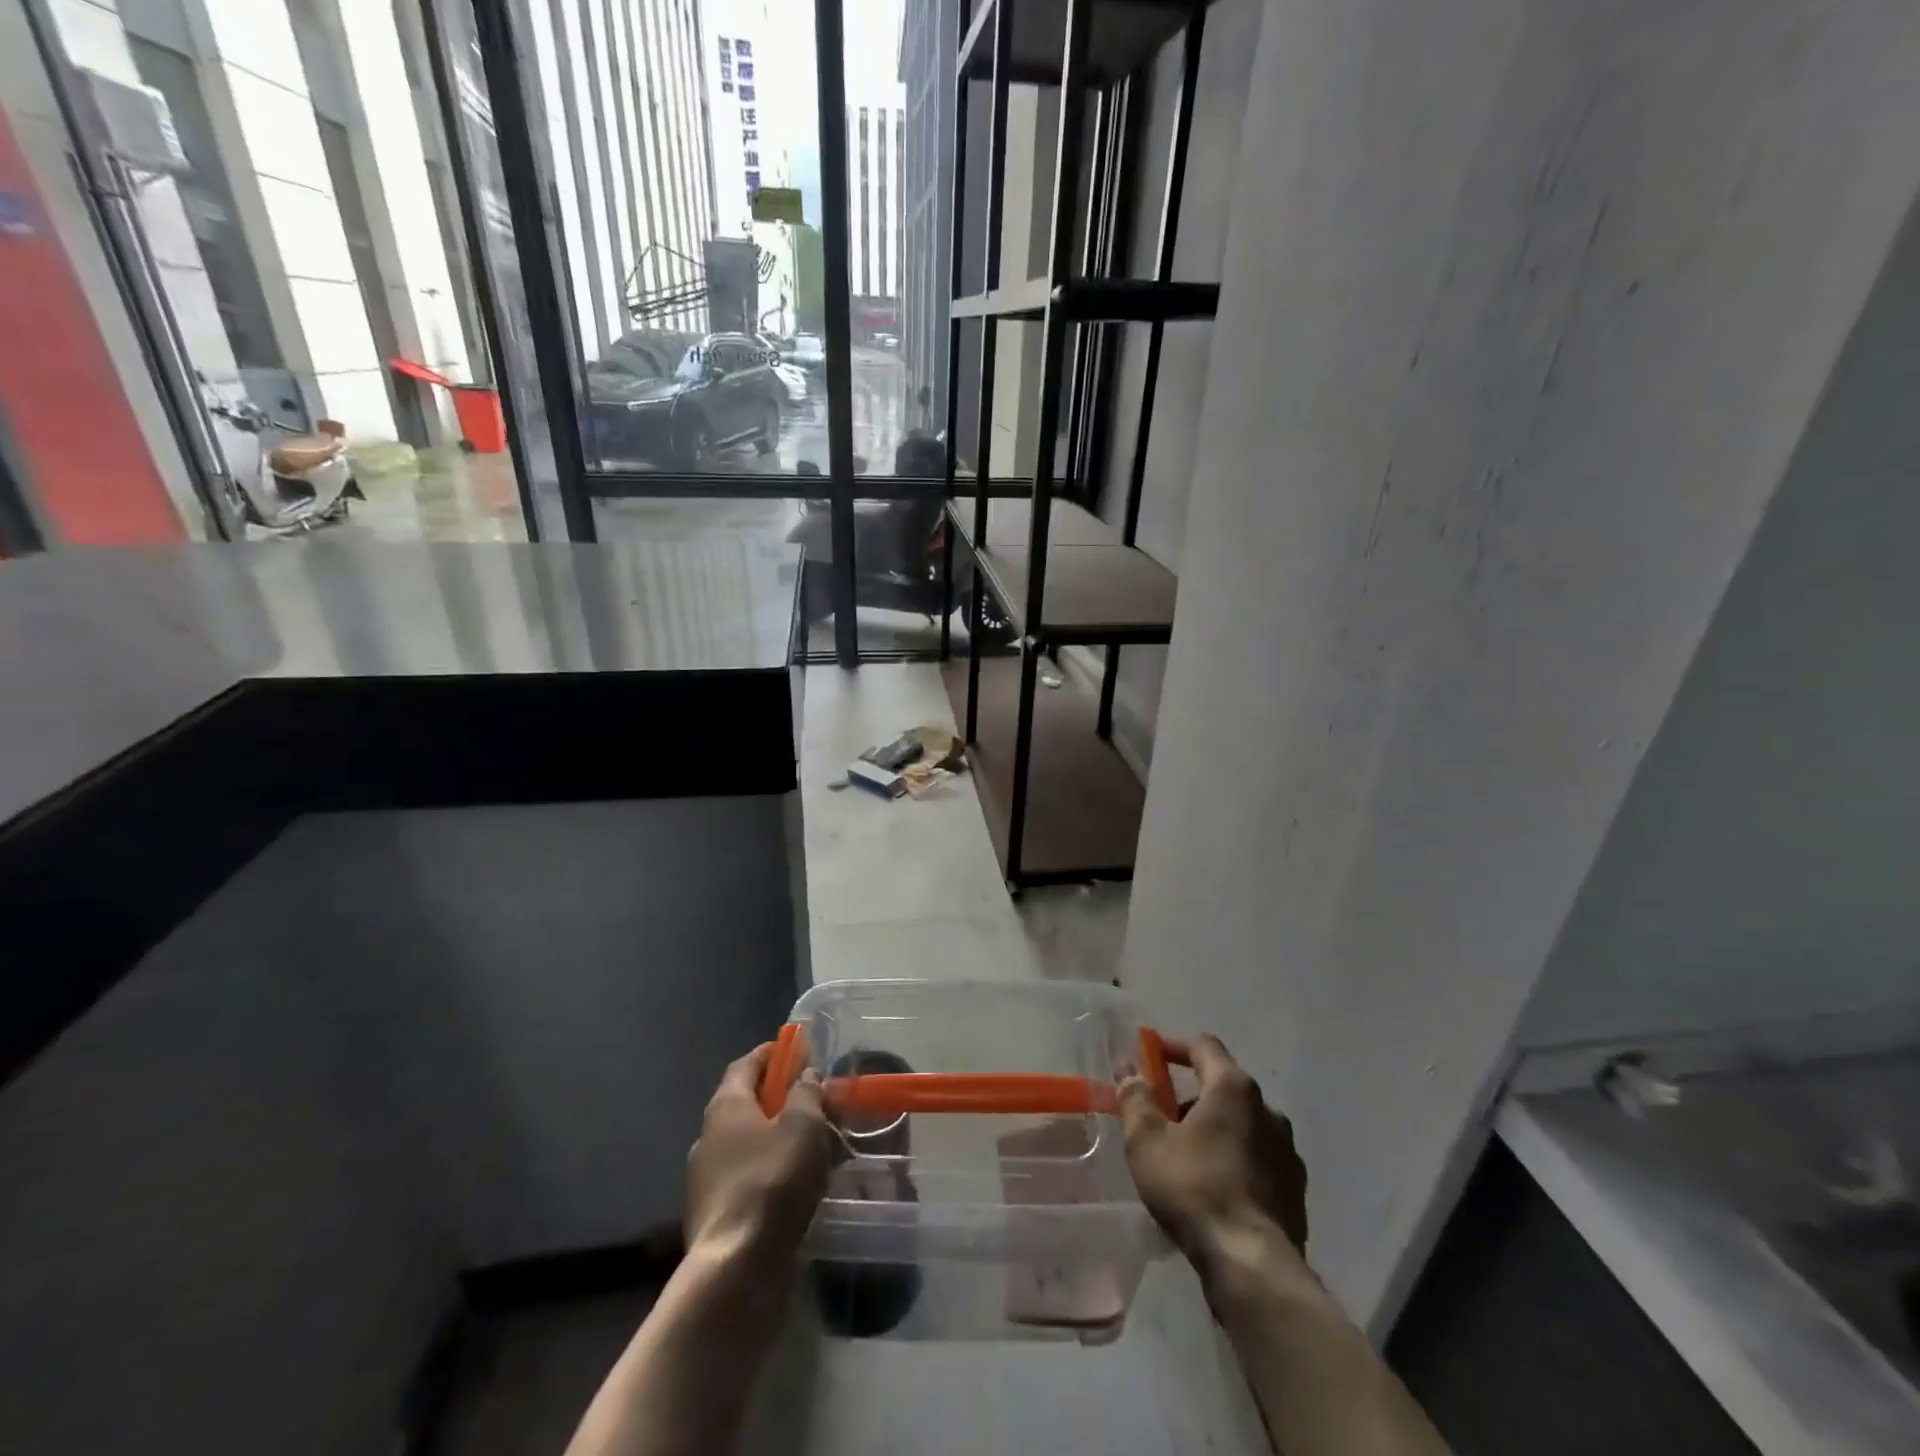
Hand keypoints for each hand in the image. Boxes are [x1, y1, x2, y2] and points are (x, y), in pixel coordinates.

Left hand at [685, 1043, 834, 1271]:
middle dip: (775, 1097)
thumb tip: (806, 1075)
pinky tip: (793, 1186)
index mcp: (725, 1106)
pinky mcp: (711, 1216)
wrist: (737, 1267)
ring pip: (744, 1144)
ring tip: (808, 1146)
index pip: (745, 1065)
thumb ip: (807, 1093)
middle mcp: (707, 1136)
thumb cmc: (773, 1180)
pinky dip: (767, 1172)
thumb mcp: (804, 1125)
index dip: (770, 1054)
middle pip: (742, 1103)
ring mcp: (704, 1179)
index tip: (794, 1048)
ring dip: (773, 1138)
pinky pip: (744, 1178)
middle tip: (809, 1098)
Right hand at [1119, 1035, 1308, 1271]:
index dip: (1175, 1046)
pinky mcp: (1296, 1189)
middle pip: (1224, 1086)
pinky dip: (1235, 1160)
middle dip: (1191, 1095)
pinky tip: (1214, 1189)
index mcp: (1233, 1088)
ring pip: (1243, 1124)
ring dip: (1215, 1129)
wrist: (1252, 1265)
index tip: (1151, 1056)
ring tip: (1186, 1158)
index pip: (1204, 1046)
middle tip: (1162, 1117)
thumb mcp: (1147, 1140)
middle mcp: (1268, 1110)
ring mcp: (1288, 1151)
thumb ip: (1135, 1098)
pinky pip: (1258, 1159)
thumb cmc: (1194, 1188)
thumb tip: (1130, 1072)